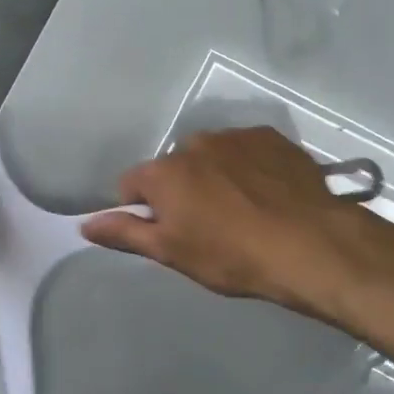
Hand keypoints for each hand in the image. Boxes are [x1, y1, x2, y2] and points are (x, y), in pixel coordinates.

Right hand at [79, 127, 378, 317]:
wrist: (308, 244)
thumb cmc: (232, 256)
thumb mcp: (173, 252)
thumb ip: (126, 233)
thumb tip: (85, 223)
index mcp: (164, 172)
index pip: (132, 184)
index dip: (143, 209)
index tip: (167, 231)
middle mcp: (194, 144)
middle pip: (175, 168)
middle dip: (184, 190)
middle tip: (210, 225)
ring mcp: (235, 136)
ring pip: (212, 156)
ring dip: (218, 175)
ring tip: (245, 210)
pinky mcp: (271, 137)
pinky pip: (248, 150)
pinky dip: (250, 167)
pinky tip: (269, 194)